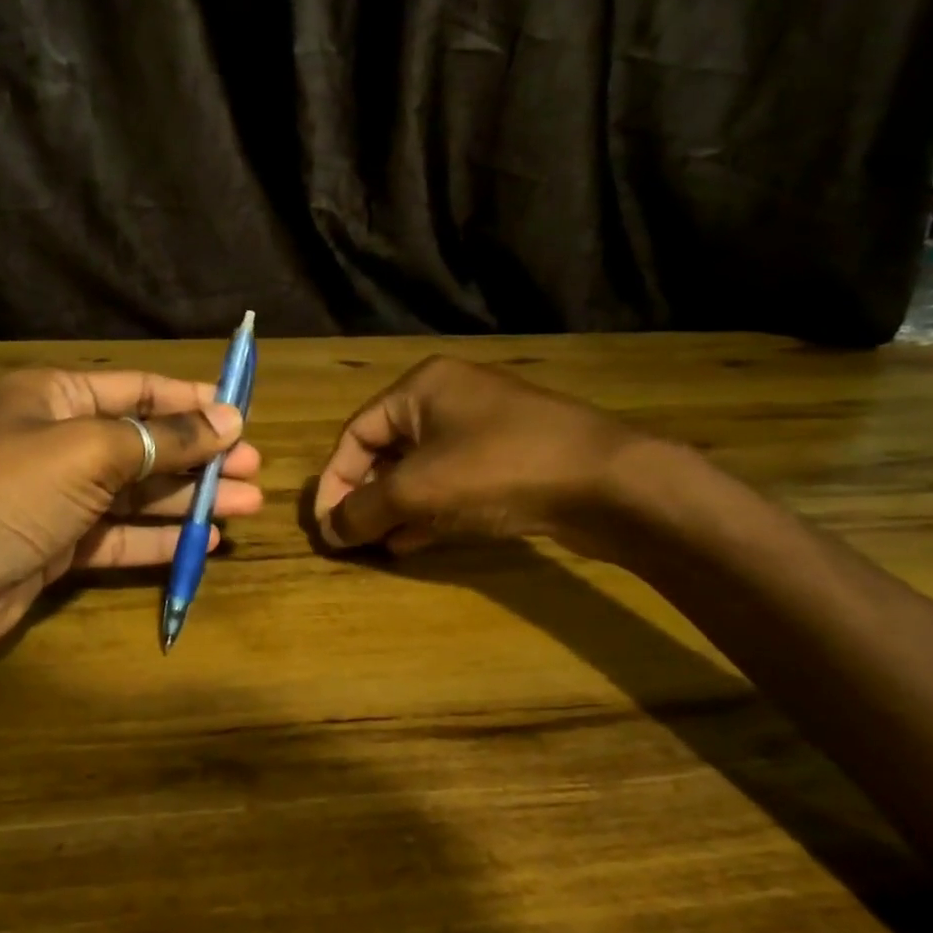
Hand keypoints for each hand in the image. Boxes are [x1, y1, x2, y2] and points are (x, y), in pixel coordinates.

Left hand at [0, 369, 259, 660]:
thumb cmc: (6, 493)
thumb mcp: (89, 452)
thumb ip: (161, 438)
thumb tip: (227, 419)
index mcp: (55, 398)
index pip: (137, 389)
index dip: (191, 400)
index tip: (242, 414)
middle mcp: (57, 442)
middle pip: (143, 442)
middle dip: (199, 454)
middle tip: (254, 467)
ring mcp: (58, 498)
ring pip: (138, 493)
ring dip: (190, 498)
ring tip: (248, 503)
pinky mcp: (59, 547)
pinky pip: (120, 536)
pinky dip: (160, 539)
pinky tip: (205, 541)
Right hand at [312, 355, 660, 560]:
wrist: (607, 482)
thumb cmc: (498, 469)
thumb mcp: (418, 490)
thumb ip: (364, 510)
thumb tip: (328, 531)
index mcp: (421, 387)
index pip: (356, 433)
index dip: (334, 481)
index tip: (326, 526)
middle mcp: (450, 399)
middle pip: (387, 451)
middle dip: (365, 496)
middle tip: (351, 537)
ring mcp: (484, 429)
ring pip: (420, 471)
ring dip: (394, 509)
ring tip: (376, 545)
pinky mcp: (509, 460)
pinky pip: (452, 484)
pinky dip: (428, 511)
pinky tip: (411, 542)